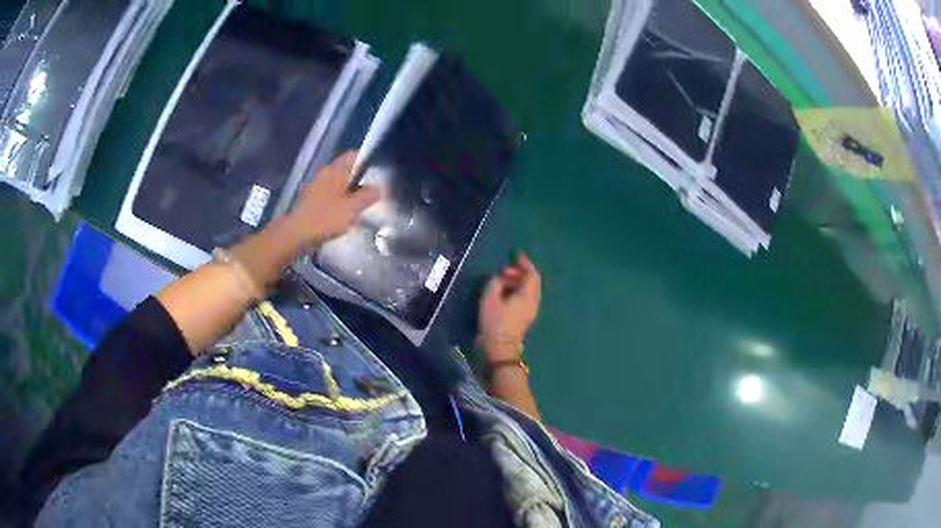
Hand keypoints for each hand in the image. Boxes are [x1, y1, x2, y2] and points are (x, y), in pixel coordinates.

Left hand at [286, 151, 380, 245]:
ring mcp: (314, 187)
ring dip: (347, 195)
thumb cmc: (326, 218)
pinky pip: (327, 197)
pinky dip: (336, 204)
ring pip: (336, 186)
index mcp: (334, 170)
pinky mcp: (308, 201)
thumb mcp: (353, 208)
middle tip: (369, 197)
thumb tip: (377, 188)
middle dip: (358, 182)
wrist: (296, 234)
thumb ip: (368, 196)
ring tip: (356, 210)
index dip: (366, 161)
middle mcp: (323, 174)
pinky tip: (340, 219)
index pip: (353, 155)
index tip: (376, 174)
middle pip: (345, 172)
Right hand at [478, 253, 541, 361]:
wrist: (500, 349)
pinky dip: (517, 291)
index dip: (525, 263)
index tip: (516, 255)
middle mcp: (533, 301)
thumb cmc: (495, 322)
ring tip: (502, 280)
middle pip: (532, 282)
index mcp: (528, 295)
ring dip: (518, 282)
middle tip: (505, 269)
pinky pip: (525, 298)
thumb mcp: (489, 298)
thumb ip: (496, 282)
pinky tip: (505, 293)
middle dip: (520, 272)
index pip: (532, 274)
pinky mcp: (525, 319)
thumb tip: (501, 278)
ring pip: (529, 291)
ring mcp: (530, 311)